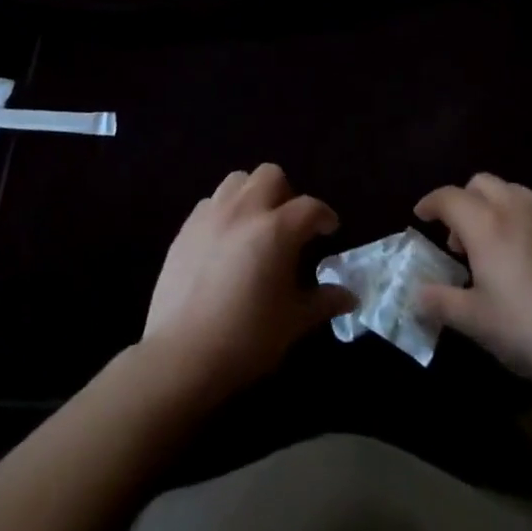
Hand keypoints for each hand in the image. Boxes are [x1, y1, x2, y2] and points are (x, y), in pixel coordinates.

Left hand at [141, 164, 354, 403]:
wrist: (181, 355)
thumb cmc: (246, 338)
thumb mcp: (294, 322)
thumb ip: (324, 301)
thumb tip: (349, 296)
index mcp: (276, 229)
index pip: (310, 207)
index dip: (324, 216)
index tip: (328, 231)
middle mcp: (244, 211)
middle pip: (271, 175)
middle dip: (286, 194)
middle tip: (289, 226)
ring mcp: (211, 215)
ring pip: (238, 180)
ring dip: (253, 194)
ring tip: (256, 225)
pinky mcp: (185, 228)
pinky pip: (211, 202)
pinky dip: (225, 211)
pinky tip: (226, 241)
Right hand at [414, 175, 531, 397]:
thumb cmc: (527, 331)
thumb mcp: (475, 322)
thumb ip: (440, 302)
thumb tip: (416, 294)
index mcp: (486, 226)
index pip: (449, 197)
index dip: (430, 203)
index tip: (421, 216)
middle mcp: (518, 210)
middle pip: (482, 183)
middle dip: (464, 201)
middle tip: (460, 238)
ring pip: (515, 192)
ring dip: (496, 207)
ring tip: (497, 245)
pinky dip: (527, 224)